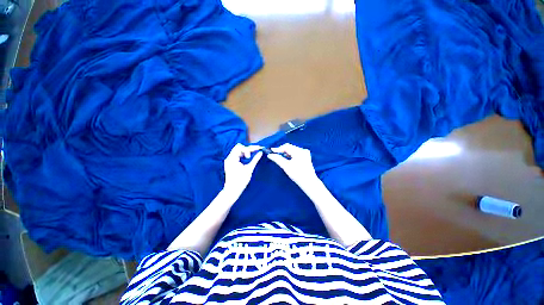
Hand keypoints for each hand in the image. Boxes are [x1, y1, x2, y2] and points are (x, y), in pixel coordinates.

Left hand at [223, 143, 262, 196]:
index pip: (240, 148)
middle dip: (247, 149)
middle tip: (254, 152)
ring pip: (237, 150)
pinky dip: (242, 155)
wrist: (232, 190)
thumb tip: (260, 153)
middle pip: (238, 147)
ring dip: (245, 151)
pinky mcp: (230, 163)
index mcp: (232, 159)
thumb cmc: (241, 181)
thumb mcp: (249, 169)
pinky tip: (248, 157)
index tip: (253, 154)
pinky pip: (237, 155)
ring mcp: (229, 160)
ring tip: (251, 155)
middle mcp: (229, 158)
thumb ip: (255, 159)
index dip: (248, 149)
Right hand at [267, 143, 318, 190]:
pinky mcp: (306, 156)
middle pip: (290, 147)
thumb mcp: (286, 166)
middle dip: (282, 150)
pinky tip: (287, 158)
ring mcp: (305, 153)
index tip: (271, 152)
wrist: (309, 182)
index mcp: (299, 151)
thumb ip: (277, 159)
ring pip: (292, 150)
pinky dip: (291, 154)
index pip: (286, 146)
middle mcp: (303, 150)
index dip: (278, 149)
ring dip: (286, 152)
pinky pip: (296, 152)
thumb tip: (270, 155)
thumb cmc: (297, 175)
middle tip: (275, 154)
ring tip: (280, 157)